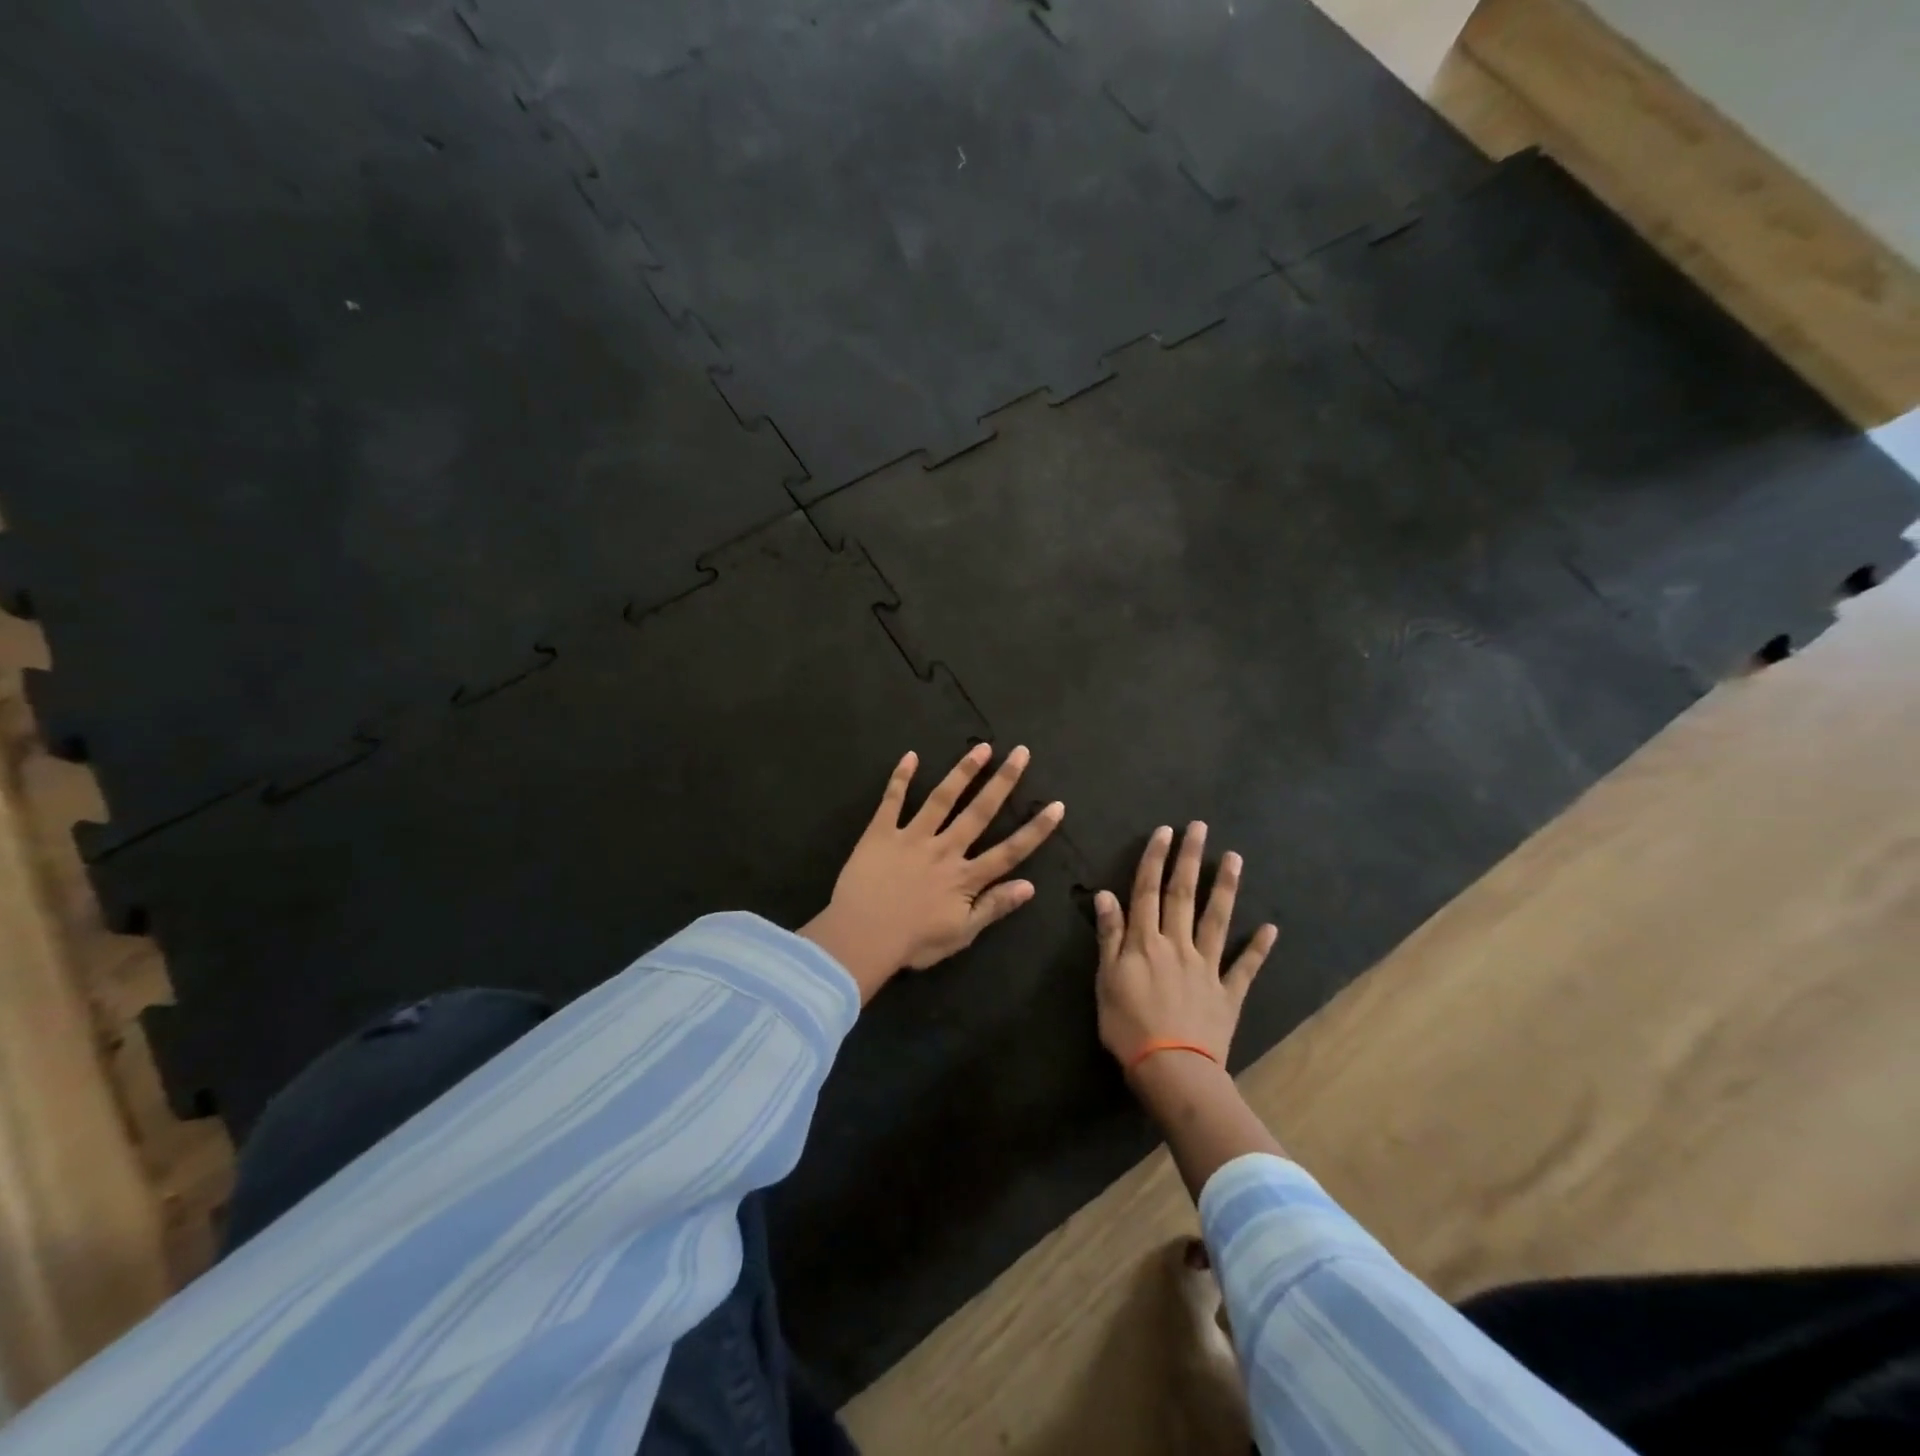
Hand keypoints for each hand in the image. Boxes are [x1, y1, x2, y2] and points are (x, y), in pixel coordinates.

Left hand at [802, 745, 1064, 1001]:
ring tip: (982, 748)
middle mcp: (944, 849)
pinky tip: (910, 755)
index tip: (1056, 806)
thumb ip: (994, 907)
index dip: (1035, 830)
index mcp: (965, 877)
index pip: (1009, 850)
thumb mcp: (961, 934)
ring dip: (963, 771)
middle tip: (1021, 753)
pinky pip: (892, 801)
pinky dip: (901, 777)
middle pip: (979, 811)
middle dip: (1003, 781)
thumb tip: (1030, 886)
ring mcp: (912, 837)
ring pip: (942, 798)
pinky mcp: (881, 833)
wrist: (860, 936)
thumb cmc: (912, 942)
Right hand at [1094, 822, 1277, 1072]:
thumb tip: (1107, 895)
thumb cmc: (1128, 1026)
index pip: (1148, 892)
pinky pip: (1245, 967)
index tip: (1164, 832)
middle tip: (1199, 827)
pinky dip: (1258, 948)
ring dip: (1224, 888)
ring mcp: (1207, 967)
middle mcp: (1177, 945)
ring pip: (1216, 920)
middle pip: (1183, 895)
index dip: (1155, 860)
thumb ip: (1110, 937)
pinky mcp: (1227, 993)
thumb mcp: (1106, 980)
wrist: (1171, 1070)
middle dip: (1189, 859)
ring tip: (1234, 858)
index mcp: (1145, 942)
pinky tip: (1270, 928)